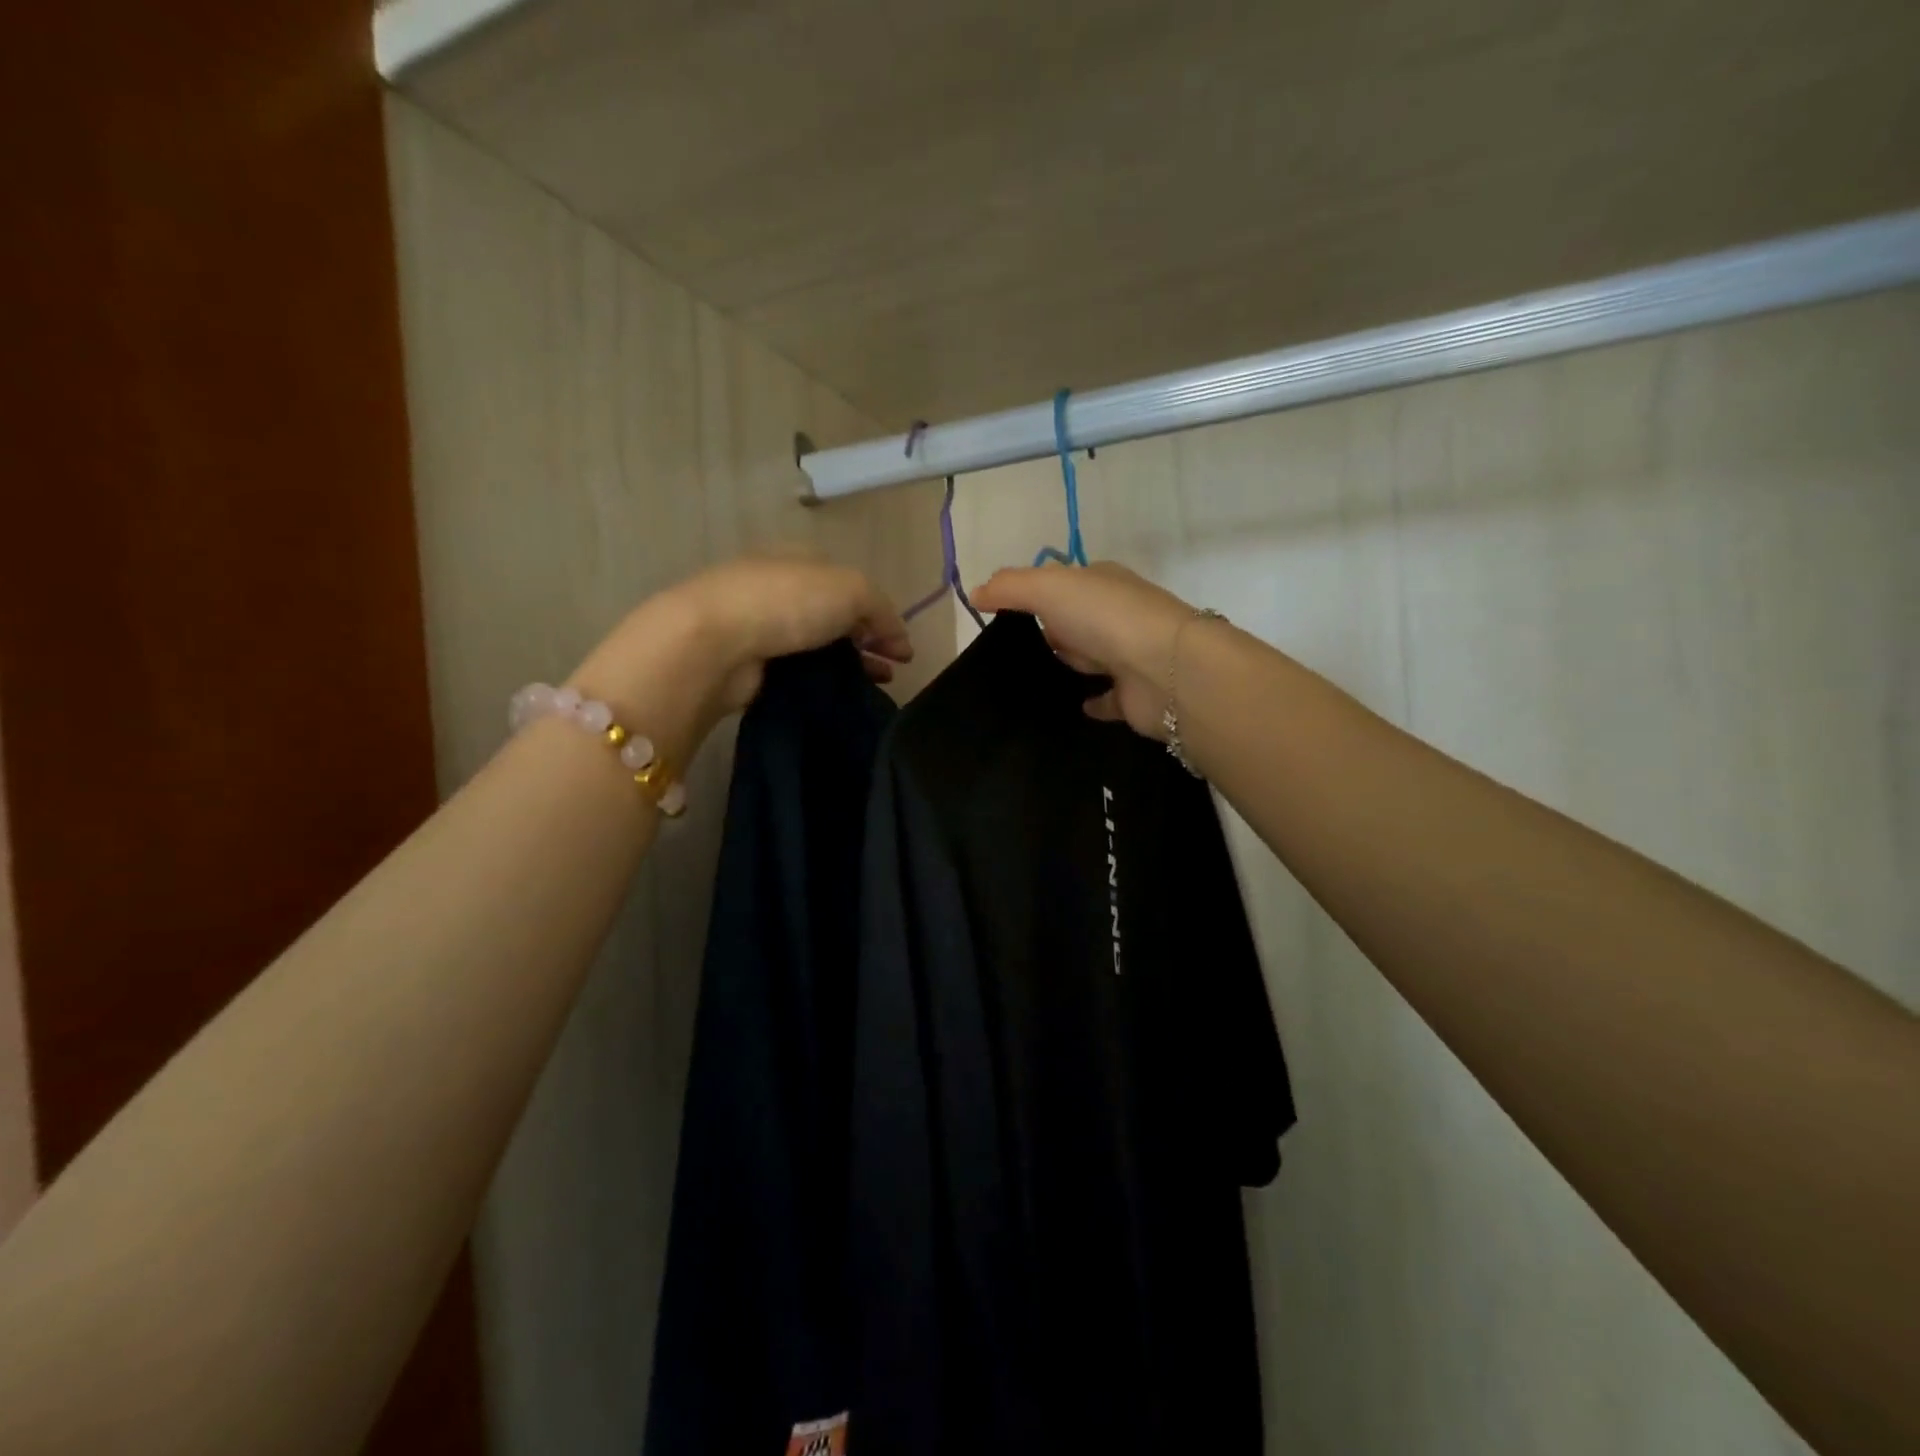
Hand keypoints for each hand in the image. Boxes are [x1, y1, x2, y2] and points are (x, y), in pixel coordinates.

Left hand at [572, 554, 911, 762]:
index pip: (851, 586)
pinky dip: (819, 684)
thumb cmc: (787, 602)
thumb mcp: (852, 589)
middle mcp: (780, 588)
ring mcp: (760, 627)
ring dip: (847, 668)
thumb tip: (898, 641)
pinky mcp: (748, 665)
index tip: (901, 651)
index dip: (881, 616)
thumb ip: (883, 611)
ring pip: (817, 649)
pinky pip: (796, 674)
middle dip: (867, 644)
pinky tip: (837, 700)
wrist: (714, 643)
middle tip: (889, 673)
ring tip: (871, 691)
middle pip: (835, 618)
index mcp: (801, 559)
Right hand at [972, 562, 1195, 738]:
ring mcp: (1129, 657)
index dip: (1035, 596)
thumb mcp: (1048, 588)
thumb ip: (1010, 588)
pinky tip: (1069, 708)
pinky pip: (1105, 699)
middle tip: (1009, 655)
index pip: (1064, 584)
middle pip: (1075, 624)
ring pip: (1090, 660)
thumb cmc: (1104, 618)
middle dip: (1051, 634)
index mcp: (1102, 583)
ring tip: (1026, 684)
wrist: (1164, 670)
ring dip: (1069, 666)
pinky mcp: (1133, 696)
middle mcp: (1118, 617)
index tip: (1003, 617)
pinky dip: (1091, 702)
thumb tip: (976, 592)